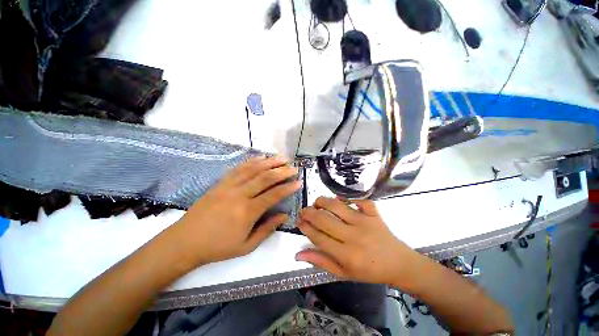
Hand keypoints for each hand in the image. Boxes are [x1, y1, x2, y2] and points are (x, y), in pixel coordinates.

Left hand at [172, 156, 301, 266]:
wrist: (185, 242)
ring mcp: (229, 186)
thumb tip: (284, 215)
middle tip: (293, 168)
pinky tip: (261, 157)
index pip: (273, 195)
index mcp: (247, 212)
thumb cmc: (218, 247)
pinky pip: (238, 168)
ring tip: (281, 158)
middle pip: (265, 178)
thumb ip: (267, 229)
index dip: (288, 187)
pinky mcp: (220, 183)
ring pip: (252, 169)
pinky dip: (251, 161)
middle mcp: (240, 195)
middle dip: (282, 171)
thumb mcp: (247, 246)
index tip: (298, 182)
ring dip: (269, 162)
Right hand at [296, 197, 419, 284]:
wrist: (398, 264)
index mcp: (346, 255)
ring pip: (337, 206)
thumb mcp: (343, 273)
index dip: (305, 227)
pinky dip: (349, 197)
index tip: (298, 221)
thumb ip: (321, 261)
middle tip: (303, 210)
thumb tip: (298, 254)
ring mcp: (365, 222)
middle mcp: (354, 237)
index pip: (318, 237)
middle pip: (324, 219)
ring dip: (323, 201)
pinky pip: (360, 201)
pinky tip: (340, 199)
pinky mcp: (374, 214)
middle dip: (309, 212)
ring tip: (316, 203)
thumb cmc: (369, 271)